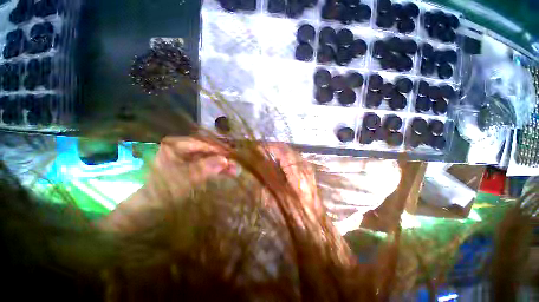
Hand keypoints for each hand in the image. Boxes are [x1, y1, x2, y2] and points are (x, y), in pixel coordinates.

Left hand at [99, 136, 235, 232]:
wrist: (108, 201)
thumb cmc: (144, 187)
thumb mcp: (177, 178)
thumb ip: (203, 169)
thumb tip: (226, 161)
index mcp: (175, 145)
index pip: (205, 145)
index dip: (220, 152)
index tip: (234, 160)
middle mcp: (175, 150)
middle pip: (203, 152)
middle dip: (219, 159)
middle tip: (234, 170)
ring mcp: (172, 162)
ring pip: (199, 161)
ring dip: (213, 166)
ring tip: (227, 173)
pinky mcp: (169, 173)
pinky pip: (192, 170)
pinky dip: (204, 173)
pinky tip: (211, 178)